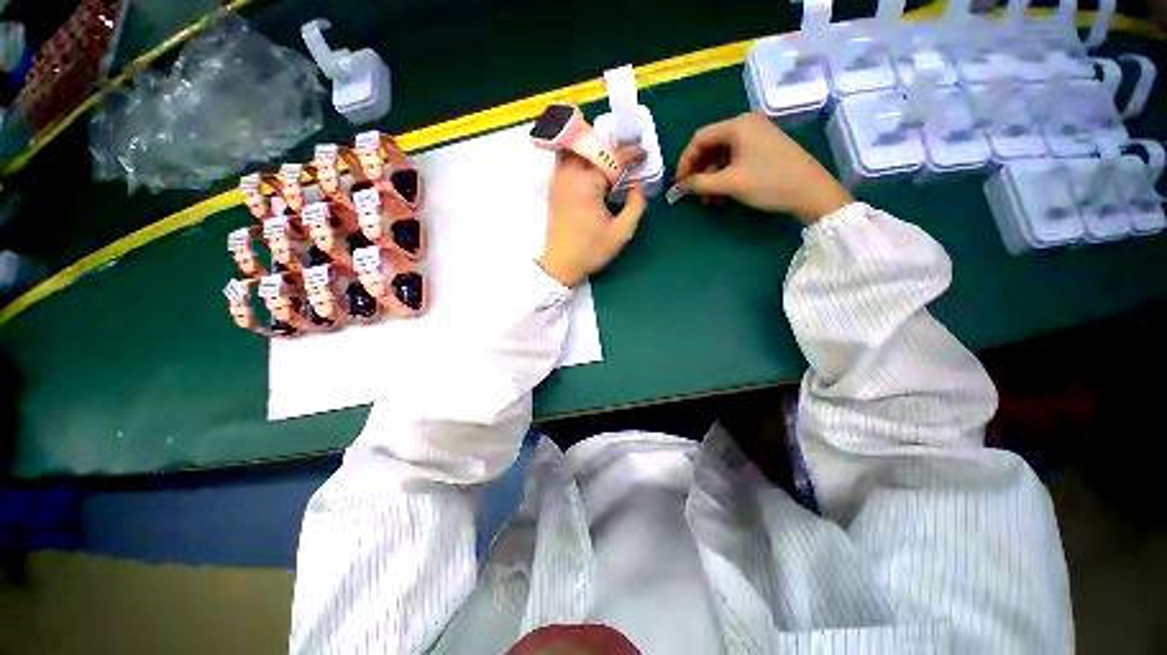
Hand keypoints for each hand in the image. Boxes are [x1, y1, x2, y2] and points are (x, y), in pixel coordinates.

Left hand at [538, 148, 646, 287]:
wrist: (560, 264)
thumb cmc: (591, 250)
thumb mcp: (621, 232)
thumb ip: (636, 205)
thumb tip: (639, 186)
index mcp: (587, 184)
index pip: (612, 157)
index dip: (630, 153)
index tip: (643, 155)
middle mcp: (570, 175)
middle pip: (590, 145)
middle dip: (610, 146)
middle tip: (625, 155)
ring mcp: (558, 180)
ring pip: (573, 148)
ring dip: (592, 147)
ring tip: (607, 158)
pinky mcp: (553, 187)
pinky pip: (565, 159)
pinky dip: (578, 155)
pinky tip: (589, 168)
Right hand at [675, 112, 852, 223]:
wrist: (811, 191)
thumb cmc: (768, 182)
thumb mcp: (730, 183)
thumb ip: (700, 183)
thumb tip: (679, 187)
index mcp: (738, 125)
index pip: (700, 138)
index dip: (685, 161)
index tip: (678, 184)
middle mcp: (747, 125)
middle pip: (711, 146)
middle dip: (698, 171)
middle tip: (692, 192)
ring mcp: (757, 136)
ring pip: (723, 155)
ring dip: (711, 177)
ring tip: (707, 200)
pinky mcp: (765, 149)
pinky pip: (736, 160)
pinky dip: (725, 176)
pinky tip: (722, 195)